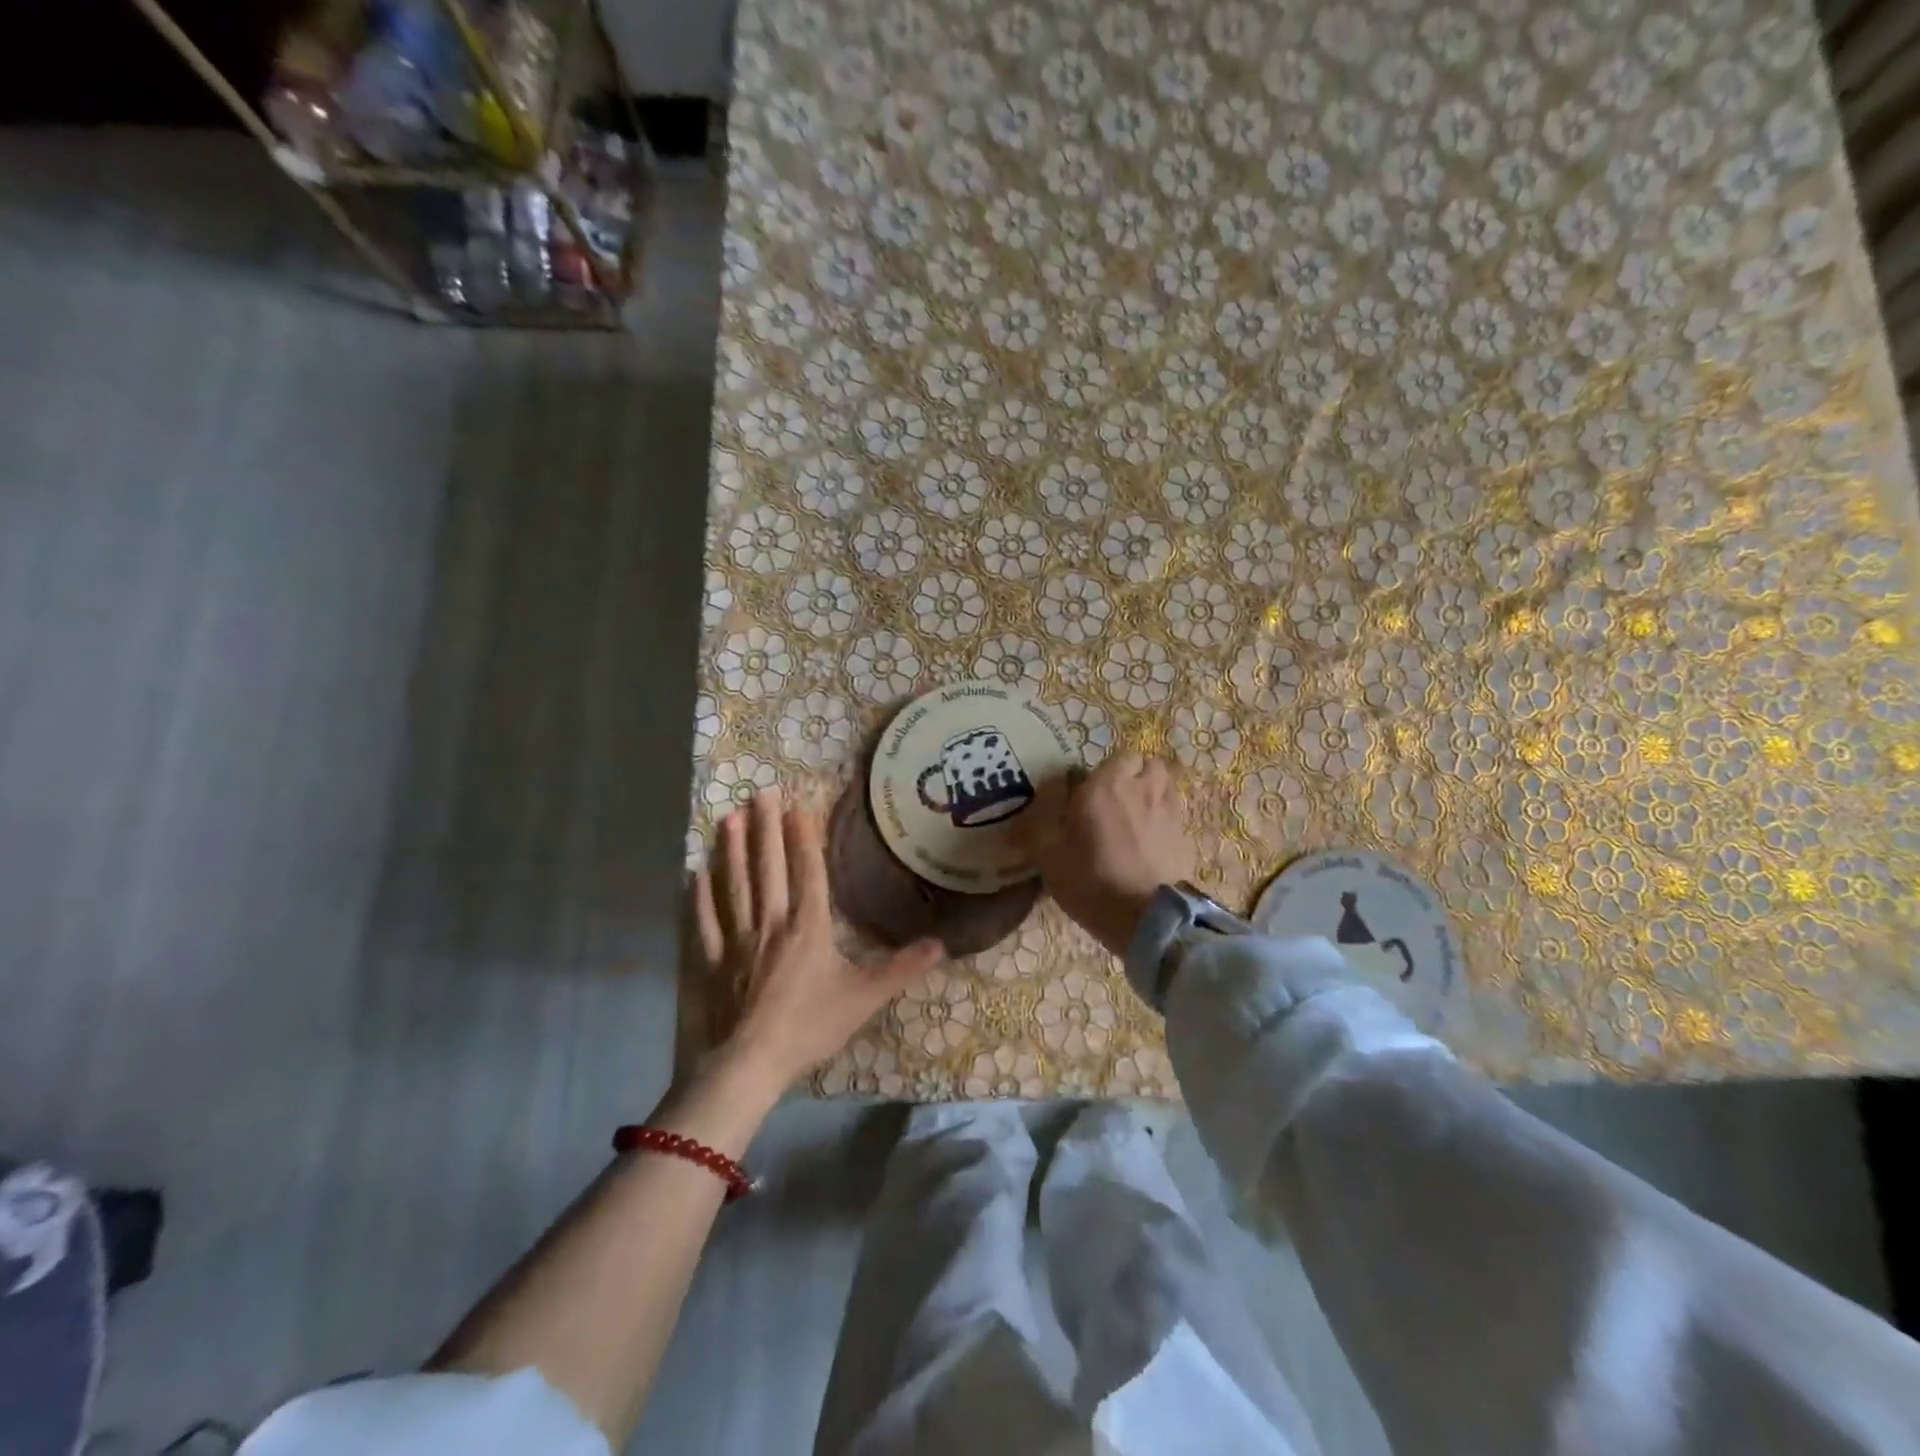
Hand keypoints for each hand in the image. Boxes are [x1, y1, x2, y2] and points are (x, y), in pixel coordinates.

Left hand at [695, 787, 943, 1089]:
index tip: (797, 805)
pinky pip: (705, 923)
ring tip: (727, 817)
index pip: (807, 872)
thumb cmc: (809, 1027)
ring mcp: (737, 940)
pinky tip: (695, 874)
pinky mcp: (712, 962)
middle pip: (768, 868)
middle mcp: (771, 923)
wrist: (750, 1065)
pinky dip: (700, 898)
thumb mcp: (864, 998)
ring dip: (731, 851)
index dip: (803, 837)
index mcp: (808, 927)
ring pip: (735, 886)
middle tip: (758, 792)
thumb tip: (942, 944)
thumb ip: (902, 969)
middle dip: (764, 828)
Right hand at [1032, 753, 1195, 956]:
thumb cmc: (1090, 879)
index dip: (1105, 771)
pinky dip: (1164, 818)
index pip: (1116, 756)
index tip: (1090, 792)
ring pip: (1165, 785)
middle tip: (1116, 799)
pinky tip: (1151, 841)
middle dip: (1135, 775)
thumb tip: (1052, 788)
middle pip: (1148, 764)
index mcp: (1107, 784)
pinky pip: (1175, 813)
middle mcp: (1143, 788)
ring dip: (1152, 792)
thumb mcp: (1048, 849)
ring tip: (1136, 816)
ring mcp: (1170, 811)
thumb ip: (1046, 812)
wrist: (1146, 918)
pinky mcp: (1186, 836)